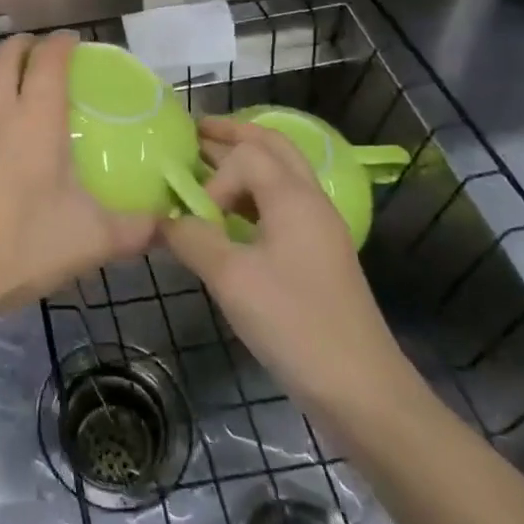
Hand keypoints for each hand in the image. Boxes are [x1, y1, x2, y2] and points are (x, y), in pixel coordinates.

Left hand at [0, 32, 156, 318]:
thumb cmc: (19, 248)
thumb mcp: (90, 242)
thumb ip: (134, 228)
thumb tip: (166, 222)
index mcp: (35, 119)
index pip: (50, 60)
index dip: (62, 44)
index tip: (72, 42)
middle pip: (6, 53)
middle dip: (26, 45)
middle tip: (40, 55)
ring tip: (2, 78)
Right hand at [161, 117, 406, 407]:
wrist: (362, 391)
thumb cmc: (295, 325)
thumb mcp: (230, 279)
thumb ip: (191, 239)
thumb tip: (161, 220)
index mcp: (294, 198)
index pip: (246, 156)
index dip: (212, 176)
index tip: (194, 216)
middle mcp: (310, 202)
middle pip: (272, 146)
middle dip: (232, 135)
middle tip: (194, 132)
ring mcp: (318, 229)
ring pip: (279, 174)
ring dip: (243, 162)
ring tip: (204, 164)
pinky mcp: (317, 255)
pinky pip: (281, 204)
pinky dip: (252, 194)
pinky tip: (227, 216)